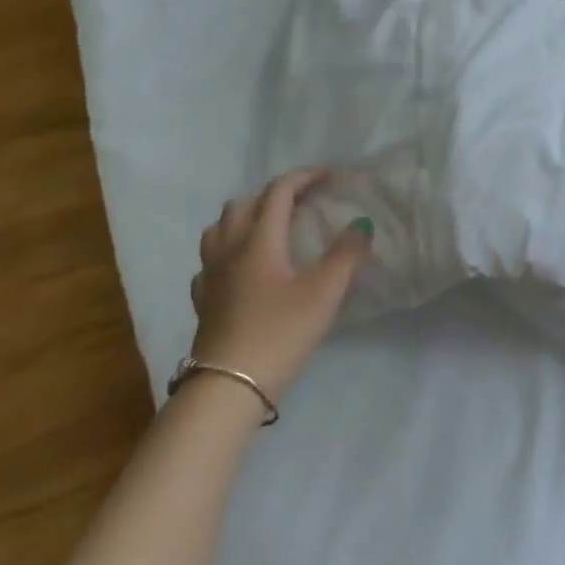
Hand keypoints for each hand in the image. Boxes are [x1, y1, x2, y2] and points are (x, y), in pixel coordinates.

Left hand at [189, 169, 371, 402]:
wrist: (228, 387)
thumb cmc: (280, 333)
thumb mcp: (324, 292)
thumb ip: (346, 254)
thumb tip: (361, 225)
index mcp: (259, 239)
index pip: (279, 191)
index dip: (306, 177)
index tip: (331, 177)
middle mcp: (229, 248)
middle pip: (244, 203)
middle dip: (274, 194)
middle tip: (302, 203)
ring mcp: (210, 275)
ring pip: (219, 229)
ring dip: (245, 217)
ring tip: (268, 229)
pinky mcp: (203, 301)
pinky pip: (211, 262)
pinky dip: (228, 252)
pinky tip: (241, 269)